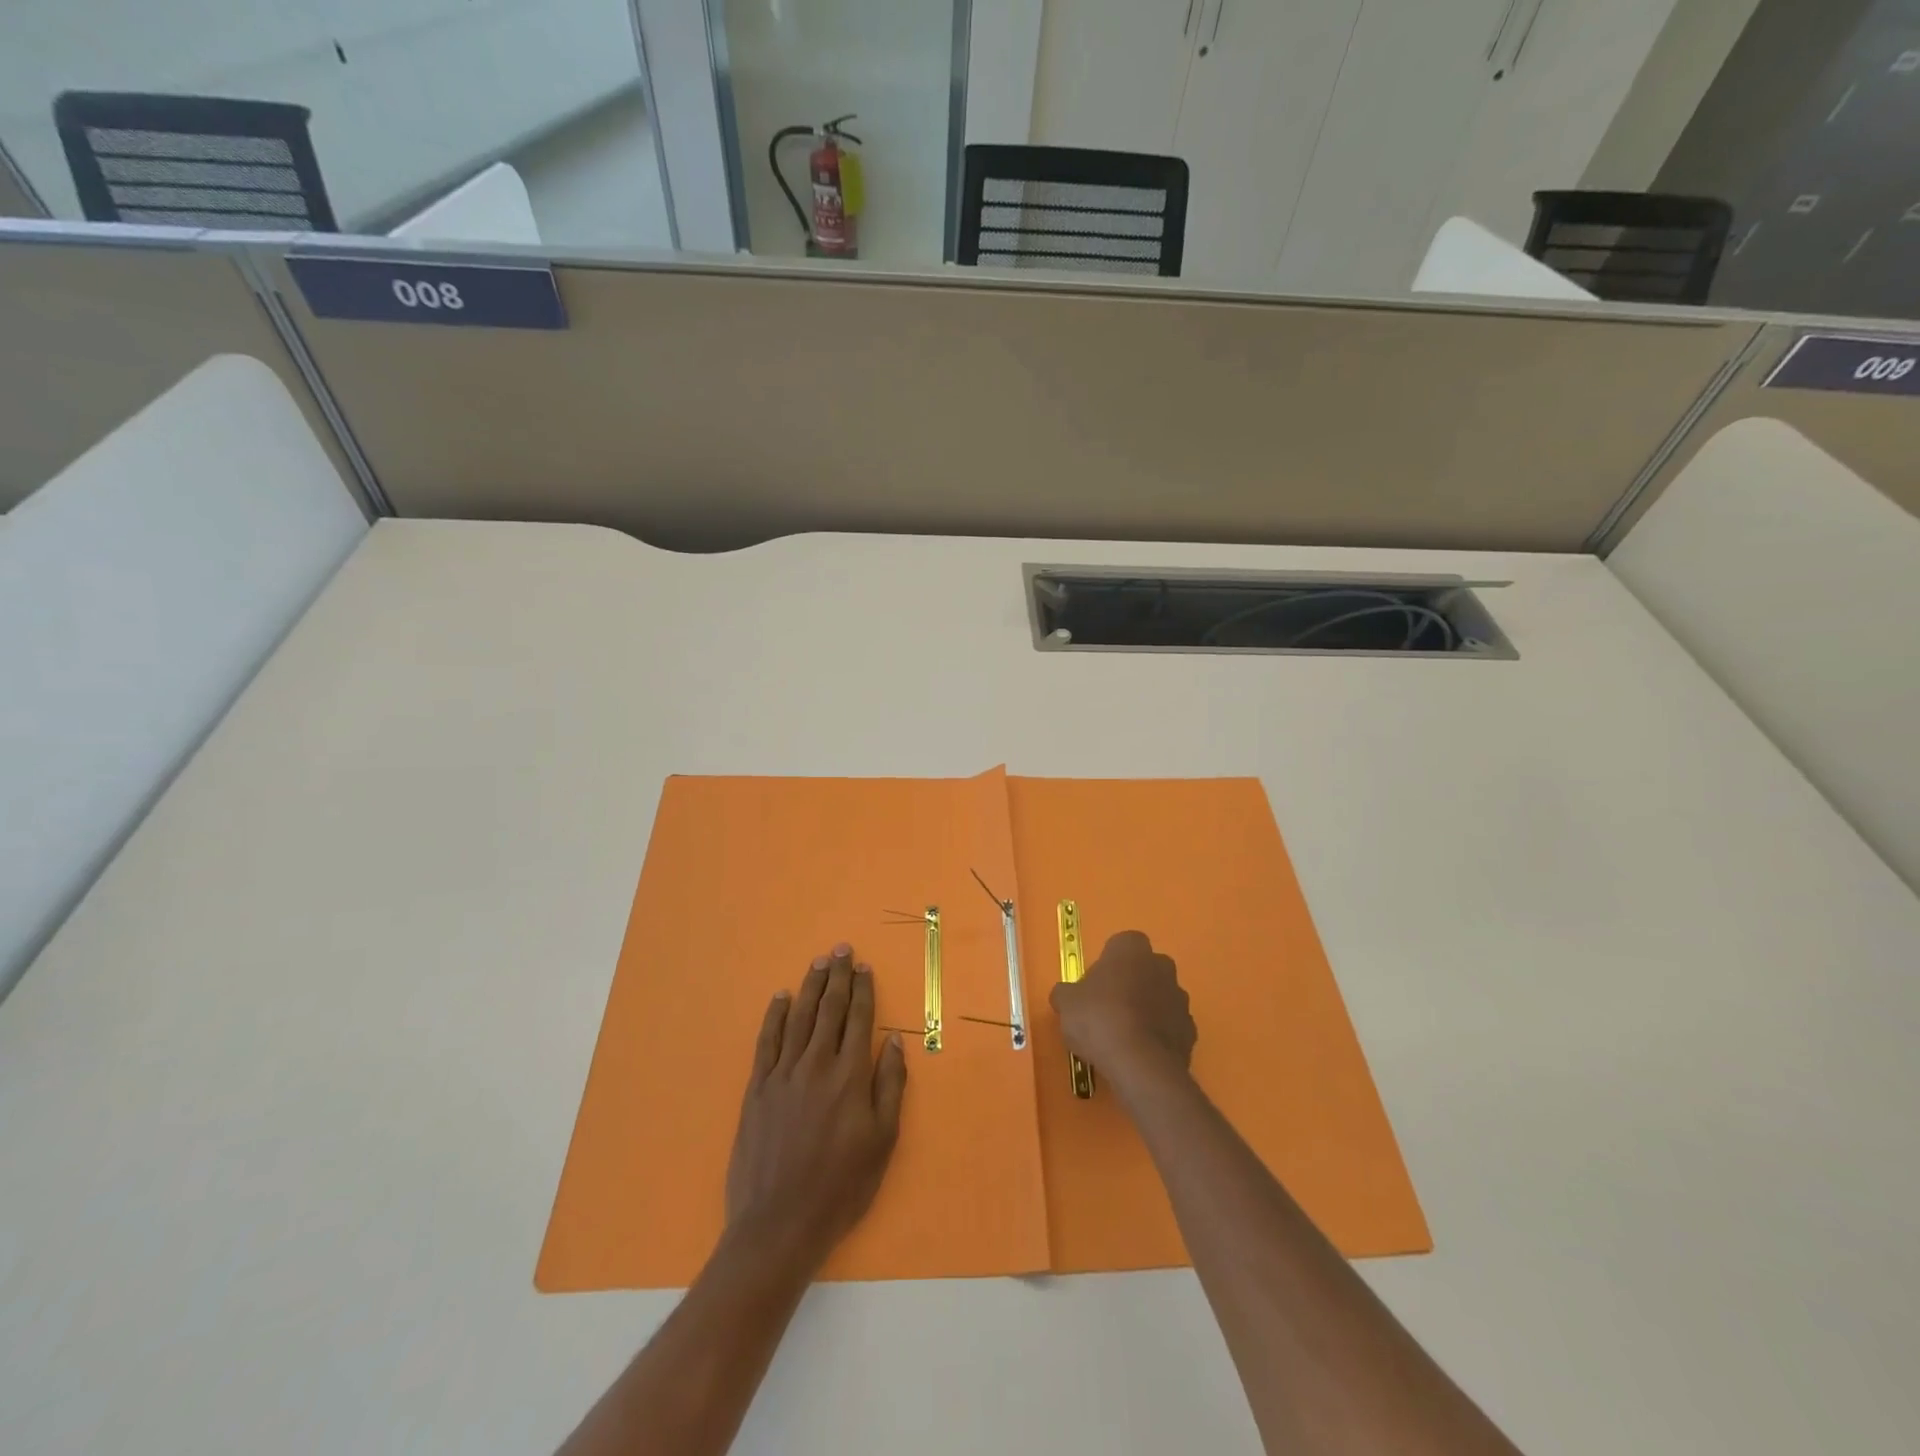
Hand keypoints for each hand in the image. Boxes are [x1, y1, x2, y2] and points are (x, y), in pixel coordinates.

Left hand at [724, 943, 907, 1274]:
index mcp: (849, 1076)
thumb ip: (890, 1086)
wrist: (778, 1224)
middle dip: (837, 977)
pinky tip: (780, 997)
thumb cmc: (841, 1187)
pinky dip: (774, 1015)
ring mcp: (783, 1074)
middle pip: (829, 1010)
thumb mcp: (882, 1141)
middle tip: (841, 949)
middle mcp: (816, 1065)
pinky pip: (767, 1041)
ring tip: (818, 963)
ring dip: (810, 987)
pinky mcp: (757, 1088)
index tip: (864, 966)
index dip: (863, 990)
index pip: (859, 1019)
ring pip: (799, 1018)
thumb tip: (892, 1040)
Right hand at [1050, 930, 1195, 1089]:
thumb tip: (1065, 995)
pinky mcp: (1191, 1031)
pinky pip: (1170, 1026)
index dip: (1106, 964)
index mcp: (1132, 949)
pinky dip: (1157, 1034)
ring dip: (1146, 1009)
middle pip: (1144, 969)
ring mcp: (1180, 998)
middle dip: (1130, 983)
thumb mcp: (1066, 1003)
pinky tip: (1139, 1053)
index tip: (1094, 985)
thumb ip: (1066, 993)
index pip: (1120, 944)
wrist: (1140, 1064)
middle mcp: (1161, 965)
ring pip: (1159, 997)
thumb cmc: (1099, 1018)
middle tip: (1107, 1008)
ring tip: (1122, 1036)